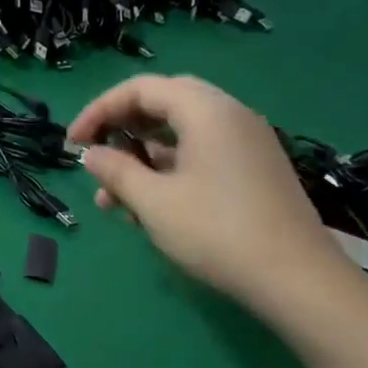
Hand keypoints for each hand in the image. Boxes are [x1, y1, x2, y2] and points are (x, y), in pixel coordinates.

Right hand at [67, 75, 349, 313]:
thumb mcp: (153, 202)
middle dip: (122, 127)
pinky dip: (167, 169)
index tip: (72, 143)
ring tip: (110, 196)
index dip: (99, 110)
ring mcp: (246, 142)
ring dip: (141, 155)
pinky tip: (145, 205)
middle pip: (163, 103)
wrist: (295, 278)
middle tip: (95, 154)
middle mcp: (230, 115)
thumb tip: (91, 154)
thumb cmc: (216, 232)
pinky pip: (200, 153)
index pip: (141, 89)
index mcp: (206, 111)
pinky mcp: (252, 169)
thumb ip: (116, 171)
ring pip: (180, 132)